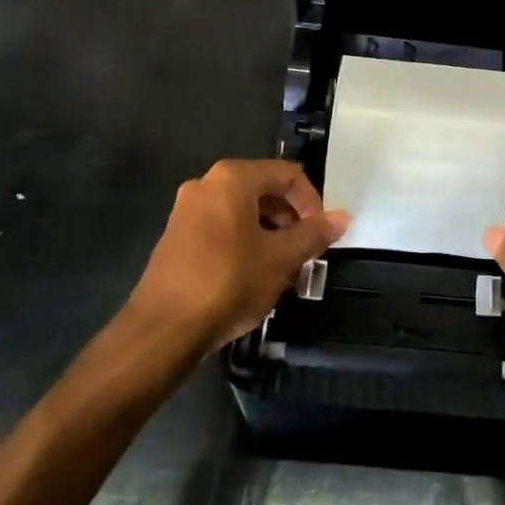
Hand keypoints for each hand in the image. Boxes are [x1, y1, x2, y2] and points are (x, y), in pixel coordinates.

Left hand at [126, 159, 349, 356]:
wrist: (163, 330)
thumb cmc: (228, 282)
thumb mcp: (282, 259)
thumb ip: (314, 234)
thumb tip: (342, 217)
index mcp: (232, 179)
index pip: (287, 175)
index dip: (312, 202)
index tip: (322, 234)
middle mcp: (206, 185)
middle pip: (264, 190)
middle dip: (291, 220)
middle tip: (305, 253)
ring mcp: (187, 211)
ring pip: (243, 212)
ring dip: (270, 234)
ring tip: (284, 269)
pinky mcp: (176, 237)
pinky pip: (222, 228)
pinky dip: (245, 243)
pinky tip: (254, 276)